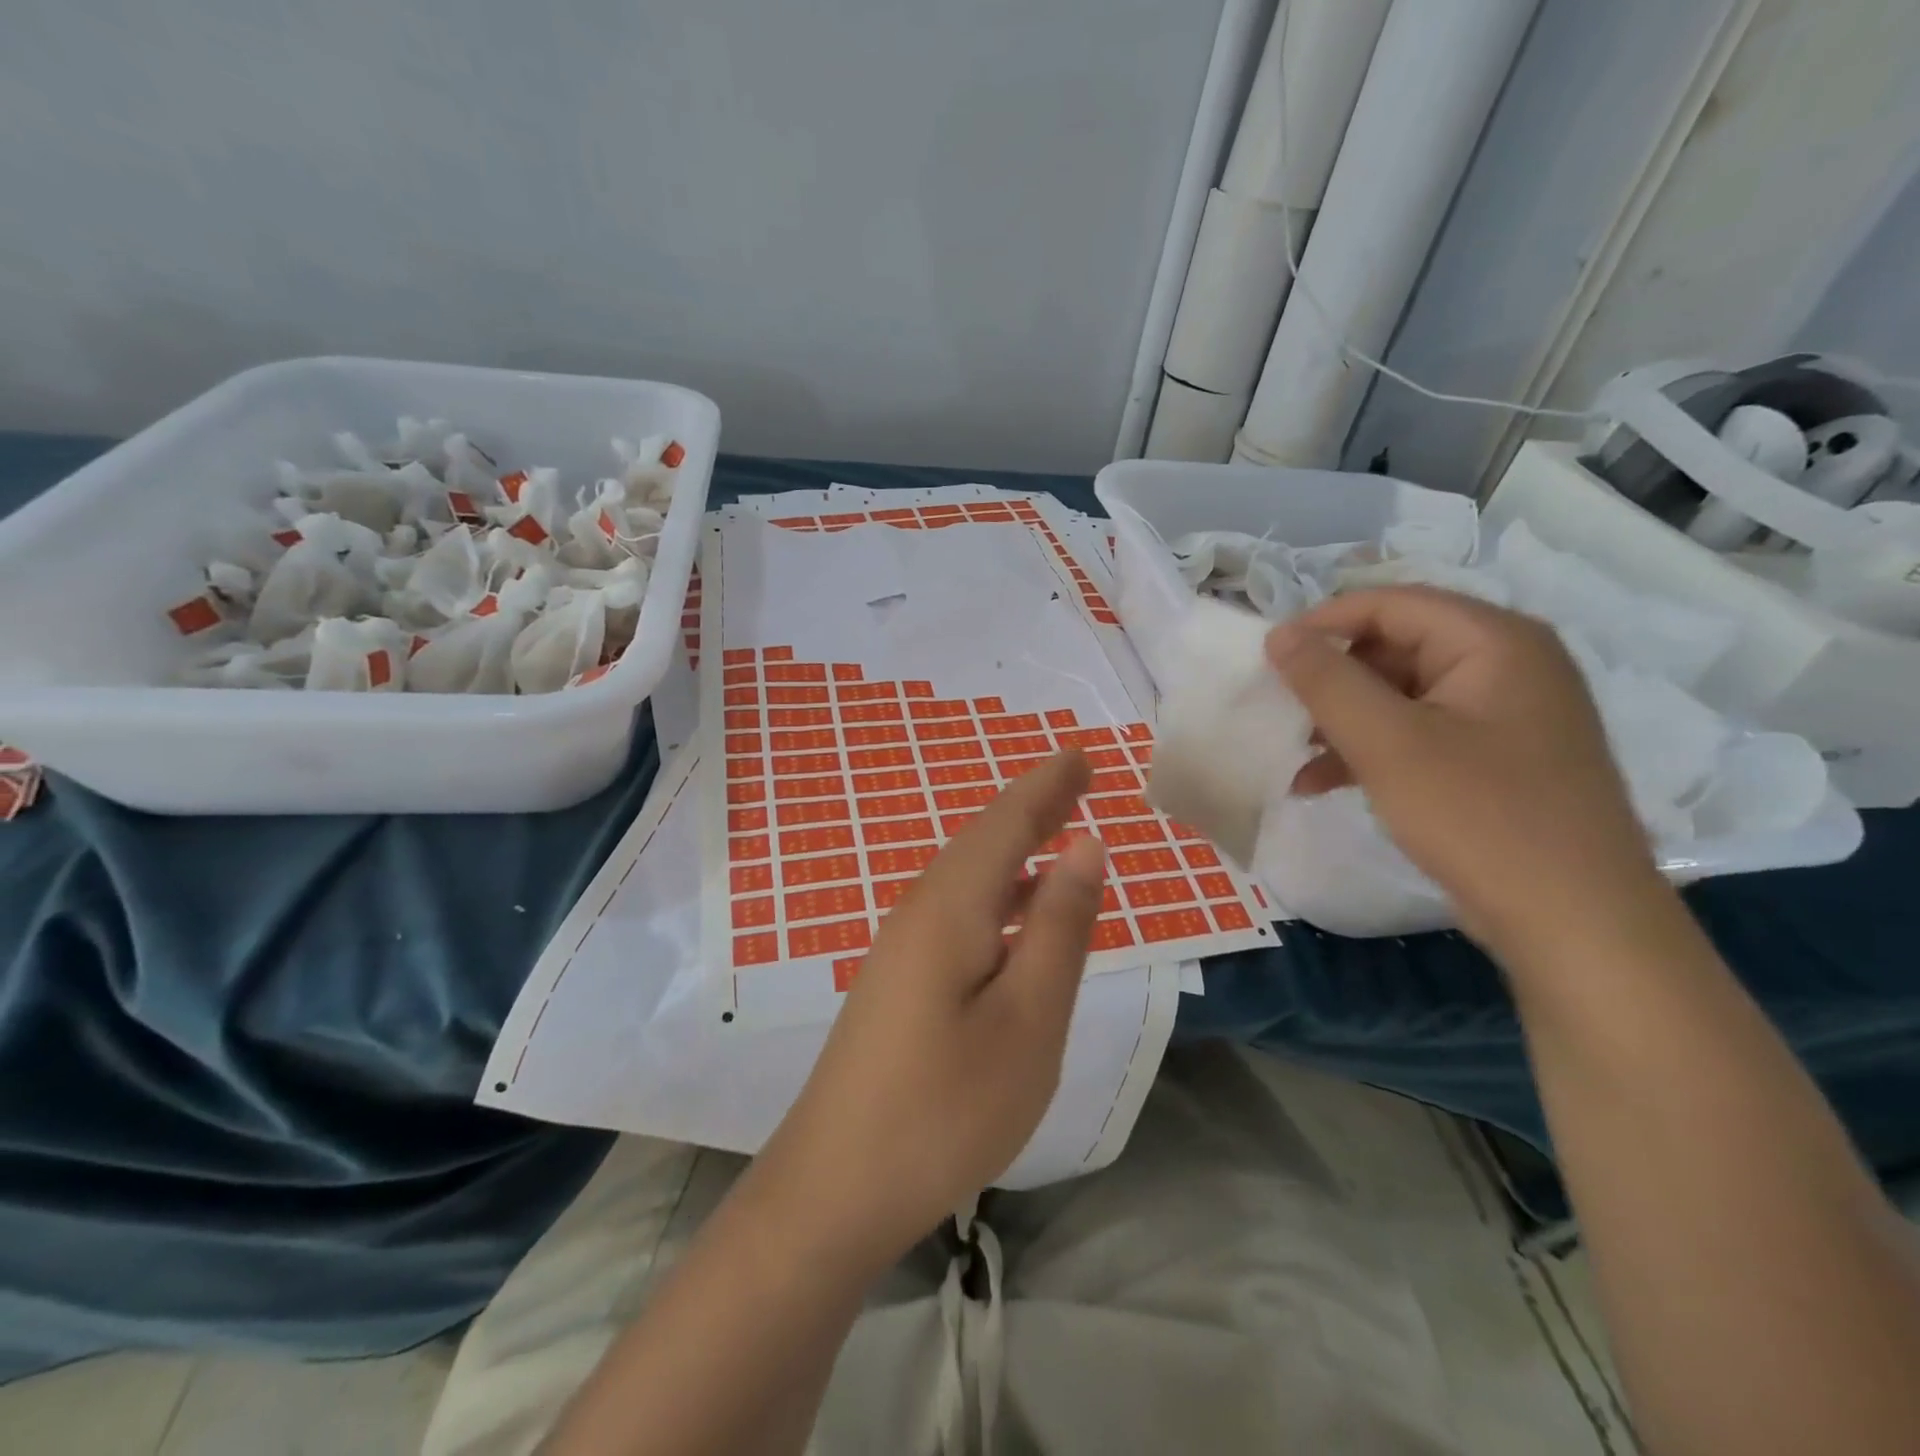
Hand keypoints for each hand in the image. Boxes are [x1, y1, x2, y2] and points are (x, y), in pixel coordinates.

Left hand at [752, 752, 1107, 1269]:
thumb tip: (1085, 846)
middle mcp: (920, 912)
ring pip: (968, 877)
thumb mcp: (1027, 1019)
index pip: (1006, 823)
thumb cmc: (946, 1107)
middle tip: (1074, 778)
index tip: (1081, 756)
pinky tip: (1016, 914)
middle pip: (983, 841)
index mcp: (951, 907)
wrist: (835, 1187)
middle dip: (1031, 806)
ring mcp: (902, 948)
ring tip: (1055, 831)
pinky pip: (958, 911)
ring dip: (1013, 847)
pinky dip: (997, 893)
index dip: (1047, 786)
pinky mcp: (898, 982)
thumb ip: (1059, 928)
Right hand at [1265, 587, 1658, 953]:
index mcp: (1493, 641)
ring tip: (1296, 754)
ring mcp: (1505, 714)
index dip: (1322, 623)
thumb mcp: (1387, 743)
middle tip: (1282, 710)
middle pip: (1396, 646)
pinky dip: (1371, 750)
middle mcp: (1507, 664)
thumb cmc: (1479, 816)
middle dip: (1332, 679)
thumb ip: (1327, 681)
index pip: (1390, 603)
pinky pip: (1420, 732)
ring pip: (1402, 694)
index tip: (1268, 657)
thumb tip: (1279, 634)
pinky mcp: (1497, 758)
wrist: (1575, 922)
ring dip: (1343, 719)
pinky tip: (1323, 783)